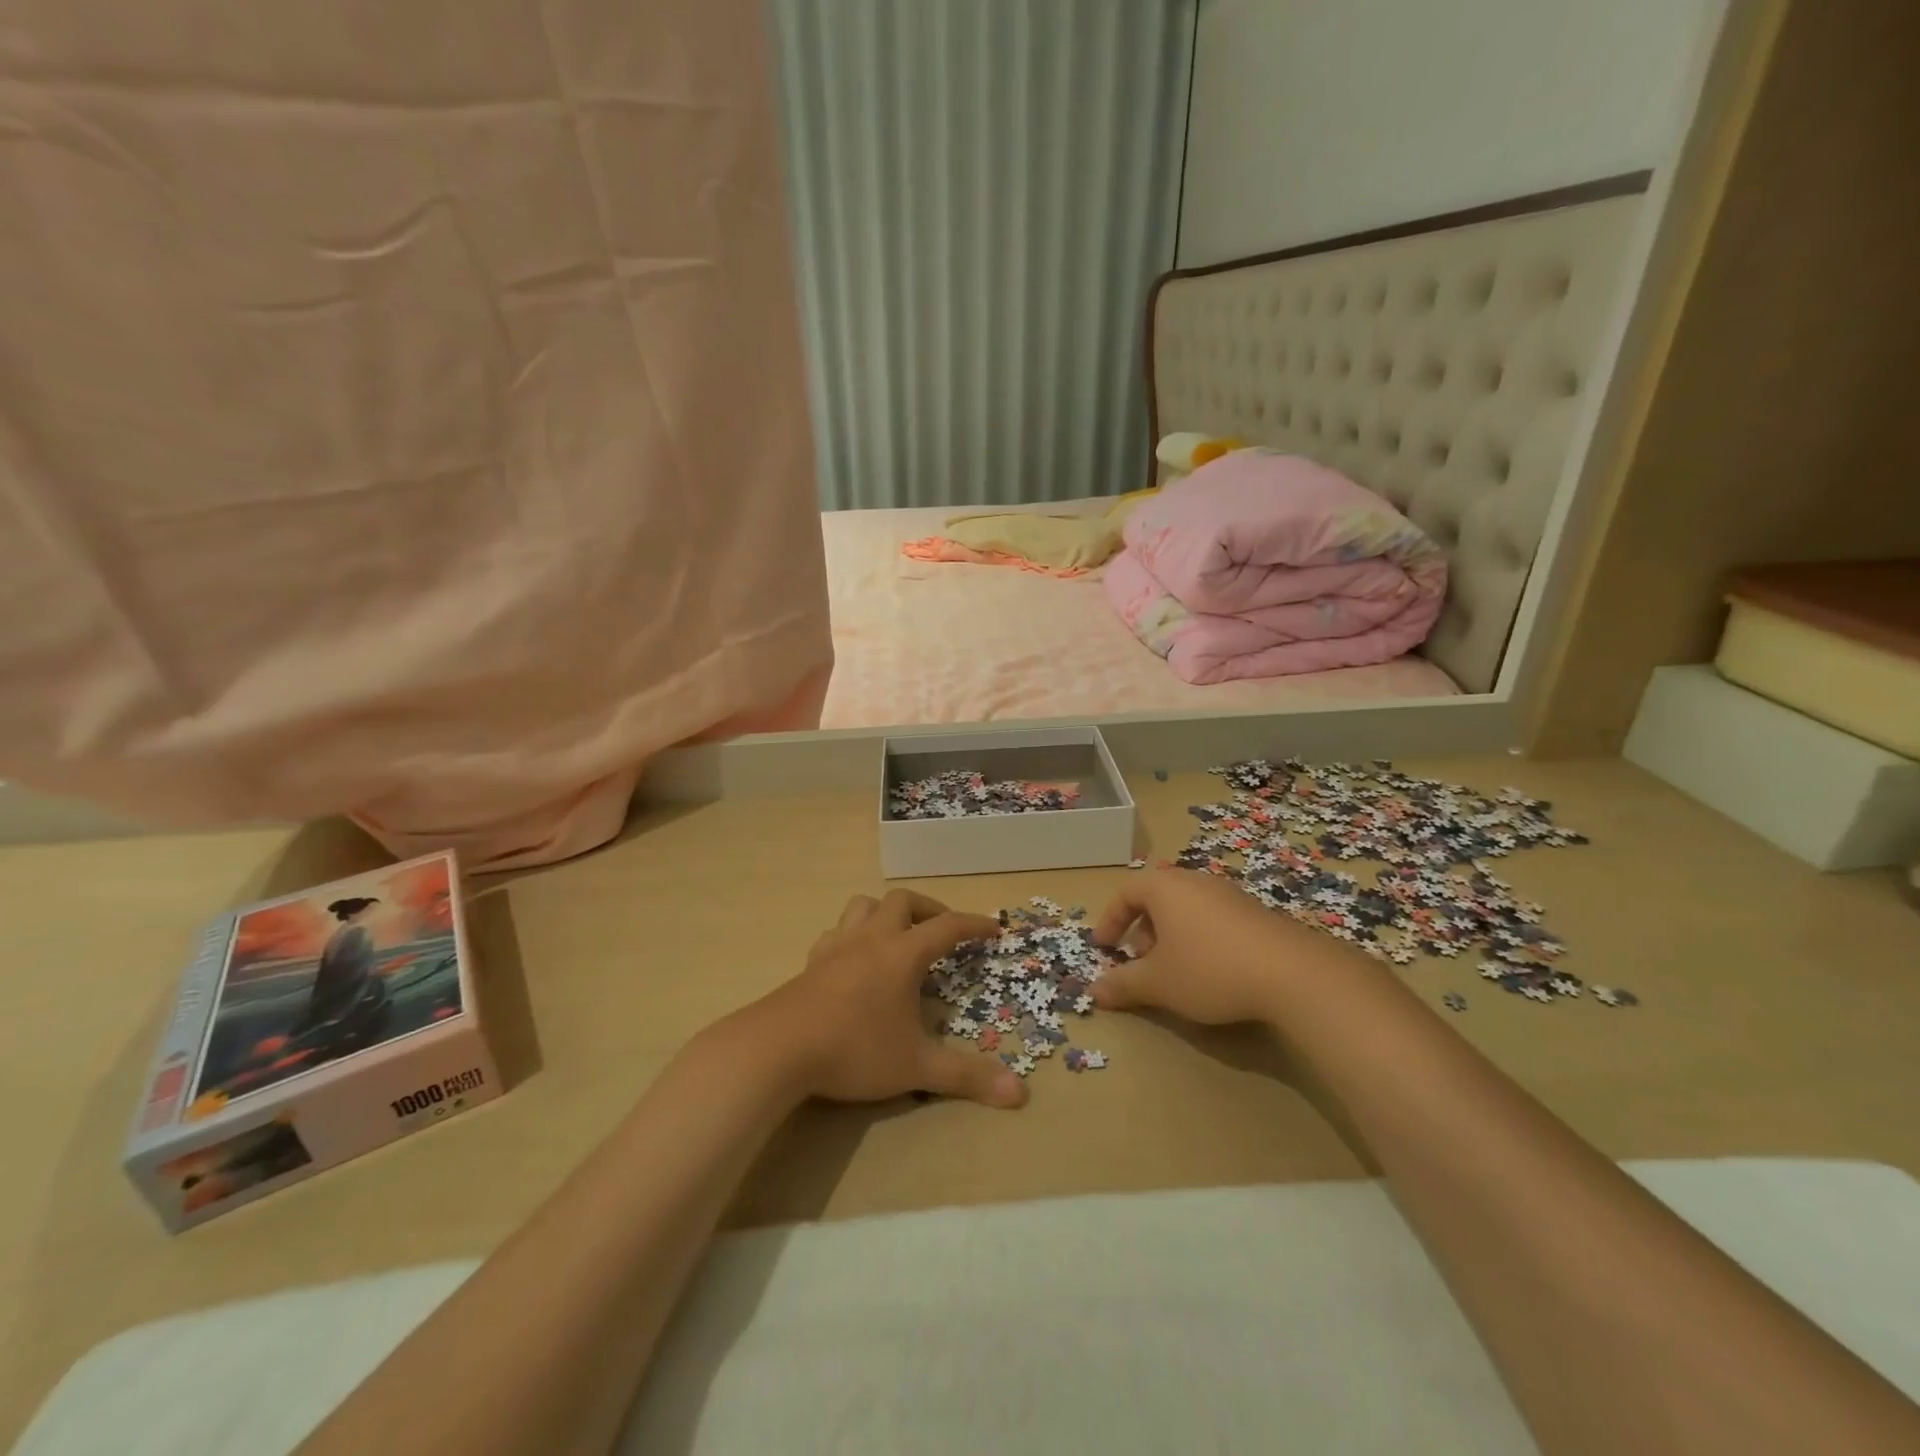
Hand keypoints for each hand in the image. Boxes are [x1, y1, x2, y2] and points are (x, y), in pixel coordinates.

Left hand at [736, 890, 1027, 1109]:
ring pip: (864, 905)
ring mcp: (837, 946)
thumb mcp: (916, 1067)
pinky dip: (854, 934)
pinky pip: (837, 931)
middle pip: (903, 901)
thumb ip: (966, 1076)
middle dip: (929, 909)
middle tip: (943, 931)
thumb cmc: (854, 1050)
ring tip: (899, 936)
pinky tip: (855, 959)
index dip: (974, 925)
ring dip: (887, 912)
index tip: (993, 928)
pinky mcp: (812, 962)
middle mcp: (871, 939)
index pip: (947, 927)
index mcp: (902, 954)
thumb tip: (1019, 1093)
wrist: (778, 1049)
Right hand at [1092, 868, 1359, 1025]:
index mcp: (1165, 887)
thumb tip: (1094, 991)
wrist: (1293, 973)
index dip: (1110, 920)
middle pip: (1157, 898)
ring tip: (1174, 971)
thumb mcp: (1158, 983)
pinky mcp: (1256, 912)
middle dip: (1142, 930)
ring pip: (1186, 908)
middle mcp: (1195, 881)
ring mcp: (1229, 894)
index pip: (1126, 893)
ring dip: (1171, 936)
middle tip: (1139, 962)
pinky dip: (1199, 938)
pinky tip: (1211, 972)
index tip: (1103, 947)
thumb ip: (1123, 984)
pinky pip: (1213, 918)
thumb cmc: (1209, 969)